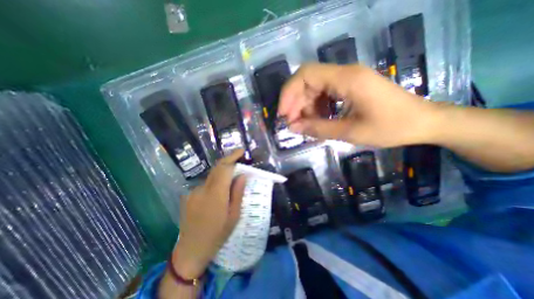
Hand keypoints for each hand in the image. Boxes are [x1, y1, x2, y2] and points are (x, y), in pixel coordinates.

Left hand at [172, 151, 245, 278]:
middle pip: (217, 168)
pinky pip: (206, 184)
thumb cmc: (217, 235)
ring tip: (230, 186)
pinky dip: (215, 183)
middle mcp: (203, 189)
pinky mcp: (189, 195)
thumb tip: (242, 175)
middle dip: (229, 162)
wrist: (190, 250)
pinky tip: (217, 196)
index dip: (232, 157)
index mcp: (216, 194)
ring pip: (211, 176)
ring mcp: (193, 192)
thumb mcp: (234, 215)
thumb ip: (238, 193)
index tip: (241, 151)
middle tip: (239, 164)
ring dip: (222, 175)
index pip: (224, 168)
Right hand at [277, 63, 440, 146]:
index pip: (305, 75)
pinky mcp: (349, 87)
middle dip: (295, 103)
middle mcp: (344, 73)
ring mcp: (346, 79)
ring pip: (313, 88)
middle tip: (292, 124)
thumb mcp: (350, 132)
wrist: (423, 122)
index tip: (283, 114)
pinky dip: (316, 107)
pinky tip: (318, 120)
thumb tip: (293, 128)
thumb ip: (318, 129)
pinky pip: (323, 94)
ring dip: (305, 107)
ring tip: (306, 125)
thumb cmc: (391, 127)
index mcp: (346, 79)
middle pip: (307, 81)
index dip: (288, 93)